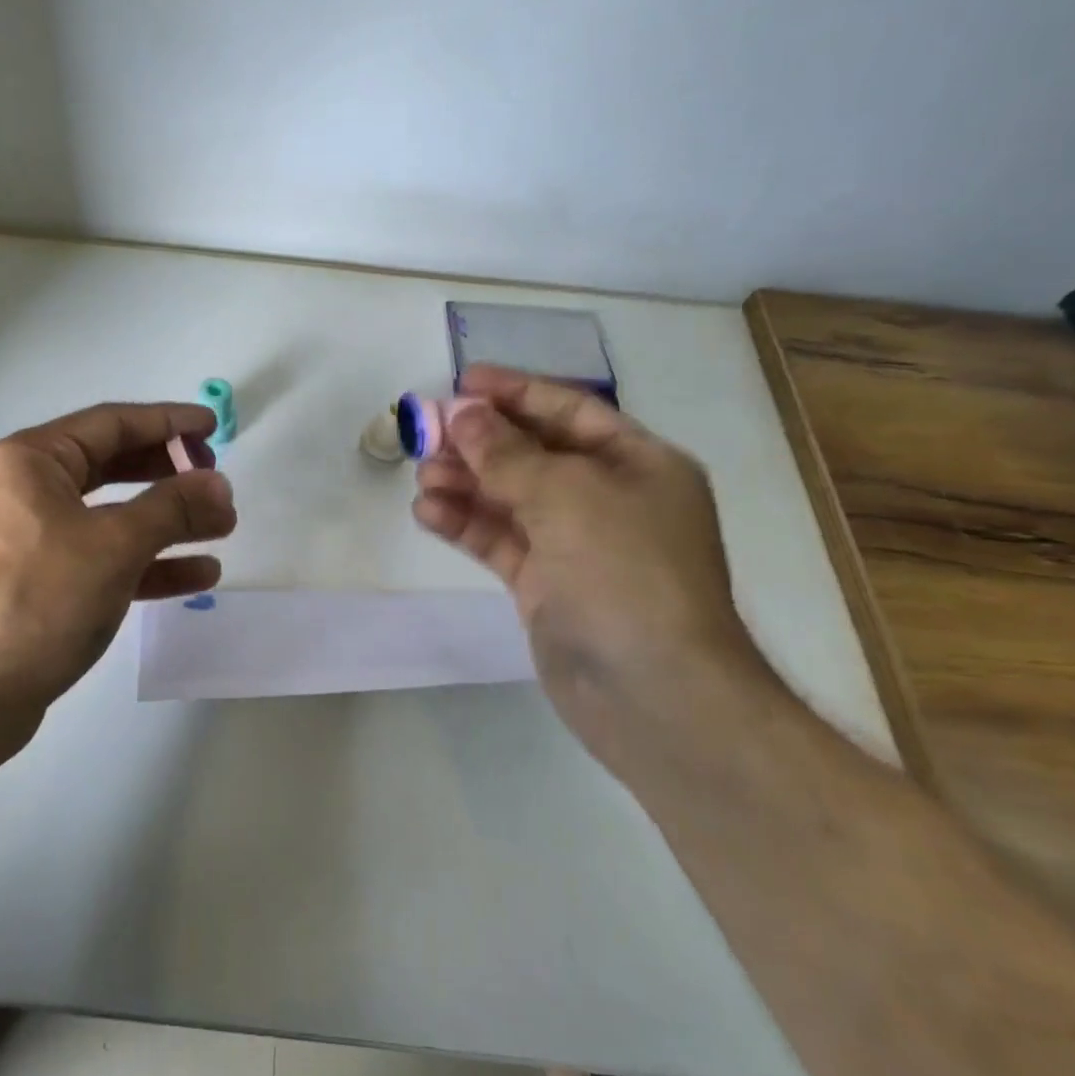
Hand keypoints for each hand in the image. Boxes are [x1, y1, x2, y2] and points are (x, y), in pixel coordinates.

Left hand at [0, 402, 235, 753]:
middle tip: (216, 482)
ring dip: (169, 522)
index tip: (213, 426)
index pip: (112, 423)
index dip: (168, 422)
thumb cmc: (37, 600)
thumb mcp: (114, 545)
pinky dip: (149, 563)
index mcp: (31, 461)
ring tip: (222, 528)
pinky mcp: (42, 585)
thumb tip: (219, 485)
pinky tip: (198, 574)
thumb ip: (173, 508)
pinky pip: (104, 559)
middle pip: (113, 467)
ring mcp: (33, 541)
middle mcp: (27, 491)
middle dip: (170, 475)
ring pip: (113, 517)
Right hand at [411, 364, 760, 753]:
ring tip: (421, 476)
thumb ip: (507, 453)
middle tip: (426, 434)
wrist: (654, 693)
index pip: (569, 410)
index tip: (462, 382)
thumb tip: (463, 414)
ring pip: (509, 498)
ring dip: (465, 483)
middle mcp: (609, 498)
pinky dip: (464, 525)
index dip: (515, 392)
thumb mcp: (567, 495)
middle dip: (479, 442)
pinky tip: (427, 513)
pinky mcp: (546, 584)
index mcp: (638, 464)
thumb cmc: (625, 573)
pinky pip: (499, 540)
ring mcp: (576, 544)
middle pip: (532, 453)